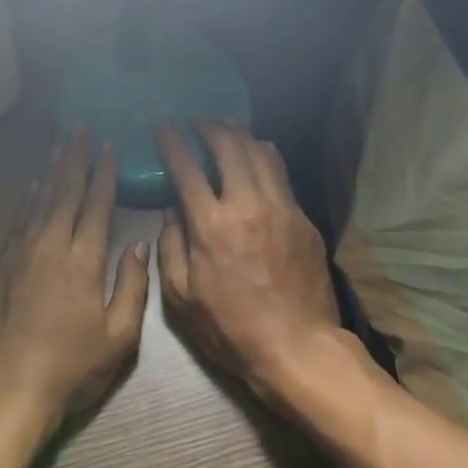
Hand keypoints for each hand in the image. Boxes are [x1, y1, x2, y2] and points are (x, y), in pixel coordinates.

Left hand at [0, 132, 151, 429]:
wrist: (5, 389)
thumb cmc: (69, 368)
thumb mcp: (118, 337)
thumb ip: (132, 287)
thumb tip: (137, 245)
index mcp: (83, 260)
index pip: (96, 204)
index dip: (104, 173)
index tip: (108, 146)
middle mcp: (50, 245)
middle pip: (65, 191)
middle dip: (75, 158)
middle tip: (80, 129)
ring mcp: (20, 252)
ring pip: (39, 199)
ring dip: (51, 170)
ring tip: (60, 145)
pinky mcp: (1, 265)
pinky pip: (18, 219)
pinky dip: (28, 197)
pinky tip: (33, 186)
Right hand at [156, 122, 346, 402]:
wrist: (297, 347)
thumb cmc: (230, 328)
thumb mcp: (180, 297)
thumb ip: (170, 247)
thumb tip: (171, 213)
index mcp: (211, 225)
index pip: (187, 169)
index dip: (173, 143)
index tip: (164, 128)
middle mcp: (247, 205)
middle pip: (229, 148)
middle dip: (210, 127)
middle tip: (198, 120)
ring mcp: (281, 209)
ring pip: (261, 154)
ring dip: (240, 135)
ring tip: (227, 126)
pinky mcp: (303, 220)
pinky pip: (282, 175)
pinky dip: (266, 156)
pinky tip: (259, 153)